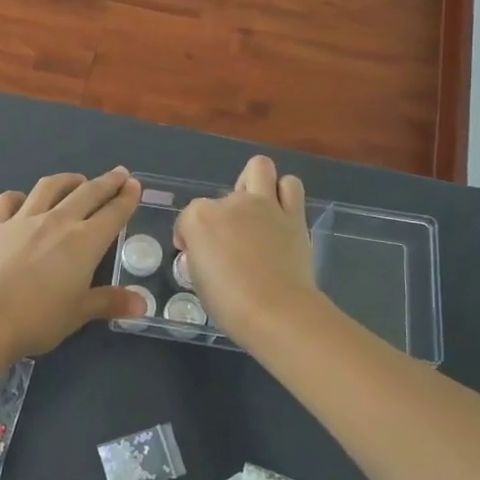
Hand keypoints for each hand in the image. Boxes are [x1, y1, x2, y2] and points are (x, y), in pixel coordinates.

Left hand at [0, 168, 146, 356]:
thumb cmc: (38, 318)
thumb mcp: (79, 313)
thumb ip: (110, 302)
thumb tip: (142, 304)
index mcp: (84, 242)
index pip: (113, 213)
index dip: (126, 198)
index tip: (134, 185)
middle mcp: (57, 221)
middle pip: (87, 193)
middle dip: (106, 182)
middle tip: (119, 173)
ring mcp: (23, 219)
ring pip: (49, 187)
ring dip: (67, 180)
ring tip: (76, 179)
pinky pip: (8, 200)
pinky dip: (19, 197)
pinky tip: (23, 200)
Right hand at [174, 155, 320, 340]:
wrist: (277, 312)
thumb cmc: (229, 304)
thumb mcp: (198, 280)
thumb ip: (200, 256)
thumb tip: (210, 253)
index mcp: (200, 218)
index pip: (186, 218)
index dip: (188, 238)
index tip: (194, 256)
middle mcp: (231, 203)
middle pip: (221, 196)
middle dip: (221, 211)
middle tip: (229, 235)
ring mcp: (264, 205)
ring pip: (260, 168)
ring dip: (256, 184)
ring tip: (256, 209)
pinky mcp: (293, 214)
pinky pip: (291, 186)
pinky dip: (284, 194)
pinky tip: (279, 214)